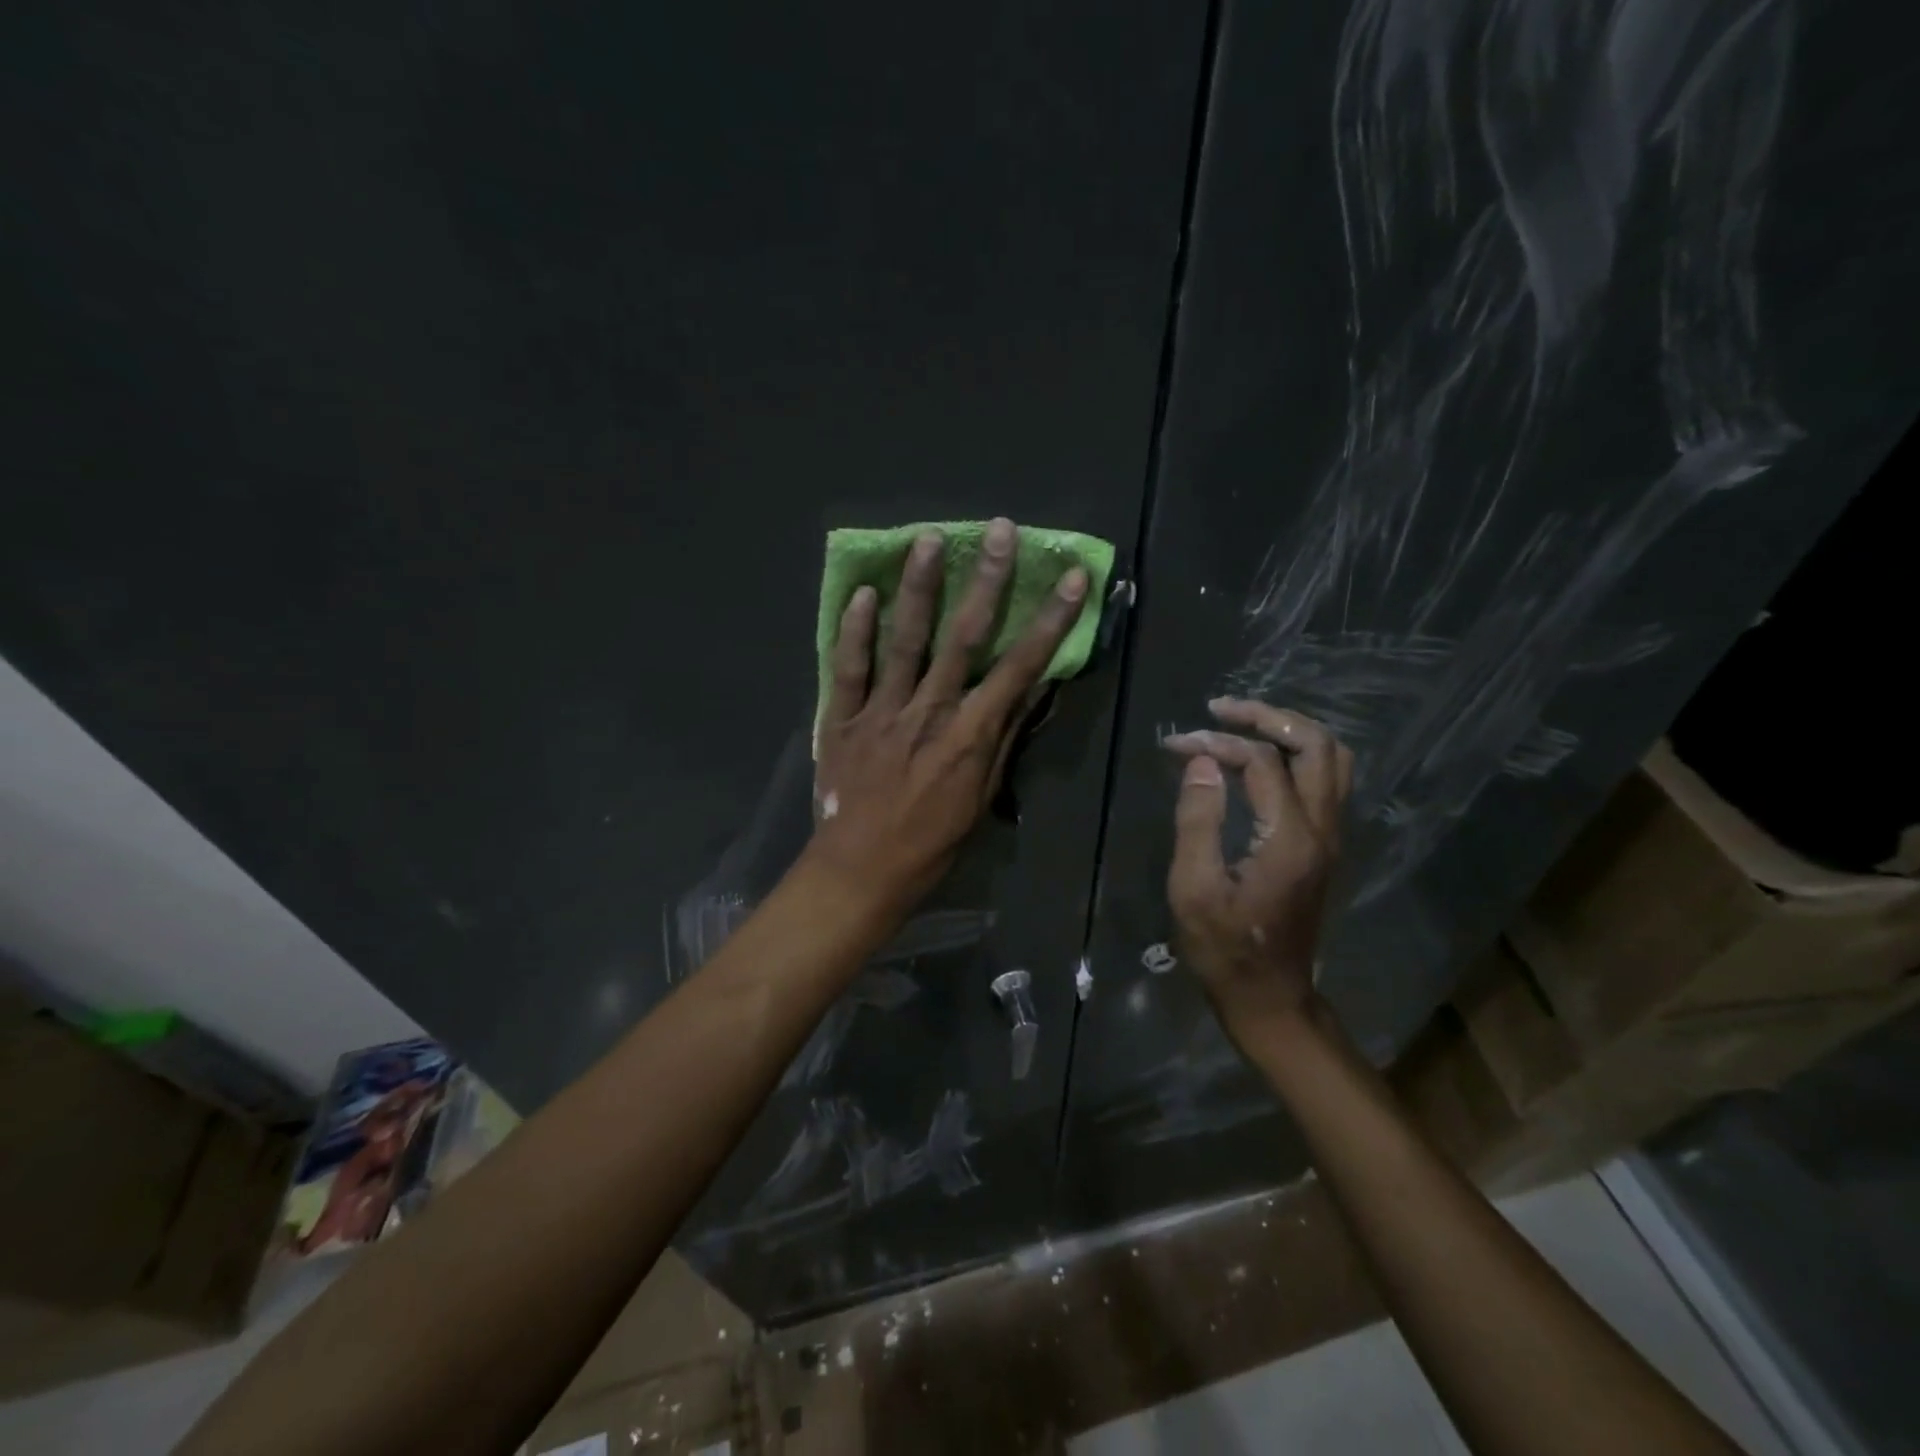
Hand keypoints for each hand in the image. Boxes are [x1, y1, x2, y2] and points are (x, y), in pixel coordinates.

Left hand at [809, 517, 1088, 915]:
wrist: (861, 871)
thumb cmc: (931, 843)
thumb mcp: (981, 798)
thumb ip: (1002, 739)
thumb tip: (1029, 690)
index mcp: (970, 735)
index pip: (1020, 667)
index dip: (1050, 620)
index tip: (1070, 577)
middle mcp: (929, 712)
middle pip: (963, 638)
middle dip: (987, 581)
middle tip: (999, 531)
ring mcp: (882, 712)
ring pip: (904, 640)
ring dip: (919, 588)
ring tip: (928, 539)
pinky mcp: (842, 719)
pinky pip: (848, 668)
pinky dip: (855, 631)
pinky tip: (864, 594)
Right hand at [1162, 701, 1352, 1030]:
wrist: (1270, 997)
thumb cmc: (1223, 948)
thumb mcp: (1194, 887)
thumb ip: (1198, 819)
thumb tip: (1203, 762)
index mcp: (1290, 837)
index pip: (1262, 762)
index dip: (1217, 744)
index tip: (1175, 745)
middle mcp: (1322, 828)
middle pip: (1316, 745)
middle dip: (1268, 717)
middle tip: (1221, 710)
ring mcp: (1331, 837)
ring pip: (1332, 759)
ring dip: (1290, 732)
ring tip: (1243, 724)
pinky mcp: (1325, 846)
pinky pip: (1327, 780)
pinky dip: (1297, 755)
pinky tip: (1261, 760)